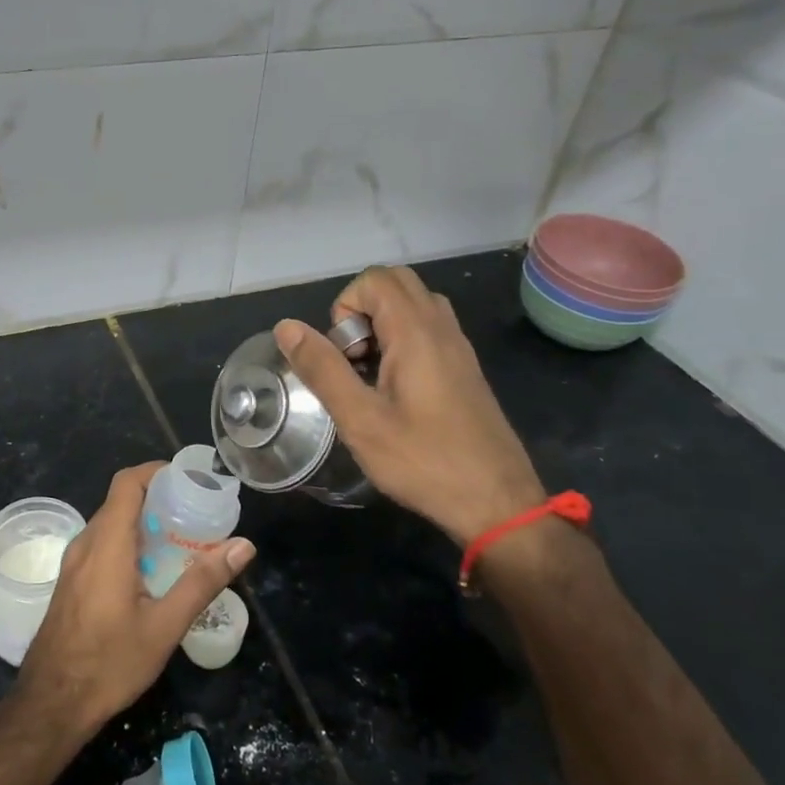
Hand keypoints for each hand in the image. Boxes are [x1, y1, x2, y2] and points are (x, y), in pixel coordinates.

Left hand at [16, 463, 254, 734]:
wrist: (51, 703)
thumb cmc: (109, 663)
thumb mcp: (164, 626)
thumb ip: (203, 582)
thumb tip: (243, 545)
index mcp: (107, 543)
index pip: (127, 483)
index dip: (156, 471)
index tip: (189, 479)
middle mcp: (85, 543)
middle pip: (120, 501)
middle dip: (158, 499)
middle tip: (196, 513)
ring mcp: (73, 563)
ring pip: (110, 524)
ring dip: (143, 523)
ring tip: (180, 540)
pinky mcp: (70, 581)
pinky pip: (101, 545)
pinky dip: (128, 543)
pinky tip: (152, 571)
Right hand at [274, 265, 544, 545]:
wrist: (498, 503)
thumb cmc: (424, 461)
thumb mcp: (360, 419)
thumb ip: (322, 368)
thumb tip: (286, 327)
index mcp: (416, 332)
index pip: (373, 280)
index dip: (344, 308)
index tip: (343, 356)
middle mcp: (442, 328)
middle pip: (395, 284)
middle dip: (361, 311)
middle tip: (353, 359)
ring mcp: (458, 348)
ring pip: (413, 306)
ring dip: (381, 325)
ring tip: (369, 375)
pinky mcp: (464, 369)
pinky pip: (428, 330)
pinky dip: (401, 342)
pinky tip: (394, 392)